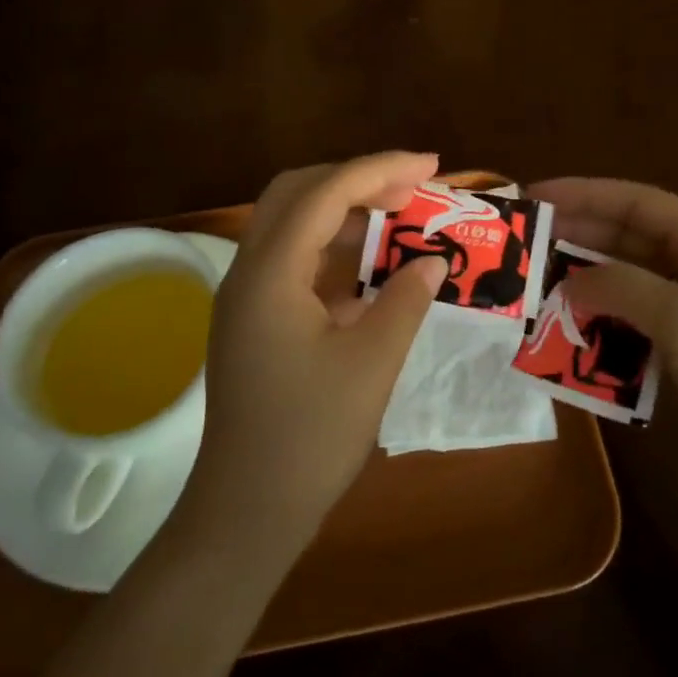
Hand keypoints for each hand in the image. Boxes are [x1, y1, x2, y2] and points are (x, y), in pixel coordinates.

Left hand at [177, 152, 448, 566]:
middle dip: (355, 179)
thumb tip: (432, 260)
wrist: (247, 511)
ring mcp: (245, 297)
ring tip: (398, 218)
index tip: (430, 165)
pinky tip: (371, 269)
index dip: (380, 169)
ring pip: (291, 226)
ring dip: (343, 213)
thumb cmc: (310, 437)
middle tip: (411, 186)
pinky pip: (292, 262)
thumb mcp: (371, 363)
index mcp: (270, 272)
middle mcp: (248, 271)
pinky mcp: (252, 321)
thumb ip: (405, 300)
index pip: (325, 193)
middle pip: (296, 193)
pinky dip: (332, 251)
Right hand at [530, 178, 677, 502]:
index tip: (534, 198)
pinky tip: (568, 339)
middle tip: (523, 248)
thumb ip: (621, 290)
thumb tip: (565, 284)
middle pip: (628, 243)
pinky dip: (602, 330)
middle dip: (576, 241)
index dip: (585, 194)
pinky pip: (633, 329)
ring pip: (627, 287)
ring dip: (585, 289)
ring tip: (534, 293)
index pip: (637, 204)